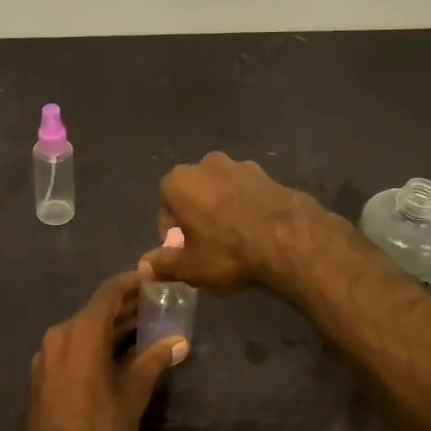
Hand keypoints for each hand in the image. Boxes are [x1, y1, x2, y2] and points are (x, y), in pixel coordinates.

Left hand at [15, 271, 180, 430]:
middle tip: (155, 306)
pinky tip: (115, 356)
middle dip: (126, 308)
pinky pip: (72, 348)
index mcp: (80, 331)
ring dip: (111, 329)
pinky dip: (94, 345)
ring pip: (84, 330)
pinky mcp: (42, 376)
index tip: (153, 279)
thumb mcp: (132, 394)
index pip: (109, 293)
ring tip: (142, 330)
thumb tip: (177, 341)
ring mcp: (46, 356)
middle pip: (96, 311)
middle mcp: (59, 335)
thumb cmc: (98, 428)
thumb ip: (153, 361)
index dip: (132, 282)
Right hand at [139, 151, 327, 292]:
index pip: (165, 204)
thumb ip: (163, 264)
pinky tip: (255, 230)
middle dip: (196, 214)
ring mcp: (239, 165)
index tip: (183, 249)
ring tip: (233, 238)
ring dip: (221, 208)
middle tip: (206, 245)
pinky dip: (246, 206)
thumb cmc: (227, 251)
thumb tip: (143, 266)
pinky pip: (246, 191)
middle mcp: (205, 164)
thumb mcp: (190, 266)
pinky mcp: (266, 173)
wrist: (287, 238)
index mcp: (179, 181)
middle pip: (193, 192)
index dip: (172, 229)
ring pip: (221, 189)